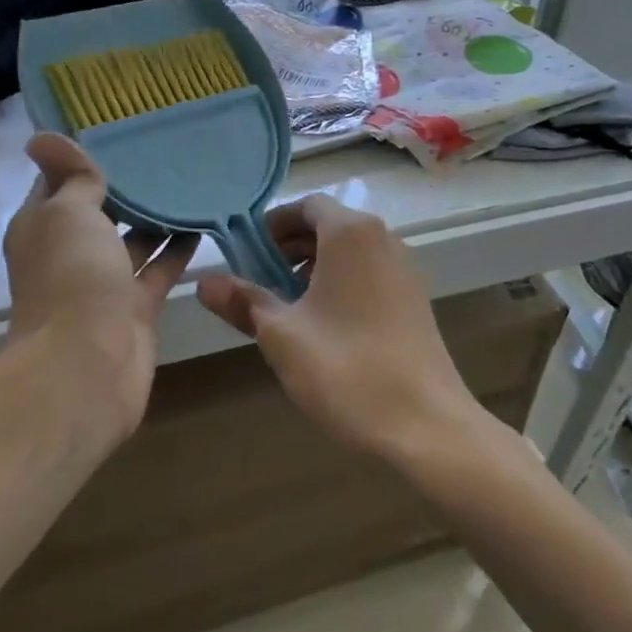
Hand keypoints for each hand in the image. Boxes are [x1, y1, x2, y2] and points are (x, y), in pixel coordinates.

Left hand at [4, 133, 196, 441]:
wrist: (87, 364)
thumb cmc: (71, 276)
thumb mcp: (67, 212)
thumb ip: (72, 177)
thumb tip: (41, 135)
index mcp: (43, 226)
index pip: (60, 181)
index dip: (82, 157)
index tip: (119, 129)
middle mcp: (70, 253)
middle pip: (100, 212)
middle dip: (127, 187)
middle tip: (166, 150)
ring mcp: (103, 283)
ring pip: (133, 241)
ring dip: (156, 217)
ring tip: (191, 182)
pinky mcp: (135, 307)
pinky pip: (159, 269)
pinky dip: (177, 249)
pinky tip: (204, 223)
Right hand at [195, 194, 483, 460]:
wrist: (428, 426)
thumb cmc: (347, 370)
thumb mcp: (282, 336)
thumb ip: (243, 301)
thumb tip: (203, 282)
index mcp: (351, 234)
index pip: (305, 206)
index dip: (271, 225)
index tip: (245, 254)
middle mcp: (383, 239)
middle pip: (328, 226)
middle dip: (288, 248)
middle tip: (257, 282)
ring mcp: (405, 270)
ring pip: (349, 252)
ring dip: (313, 267)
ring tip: (286, 306)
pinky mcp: (415, 300)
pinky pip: (369, 273)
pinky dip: (341, 283)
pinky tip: (323, 325)